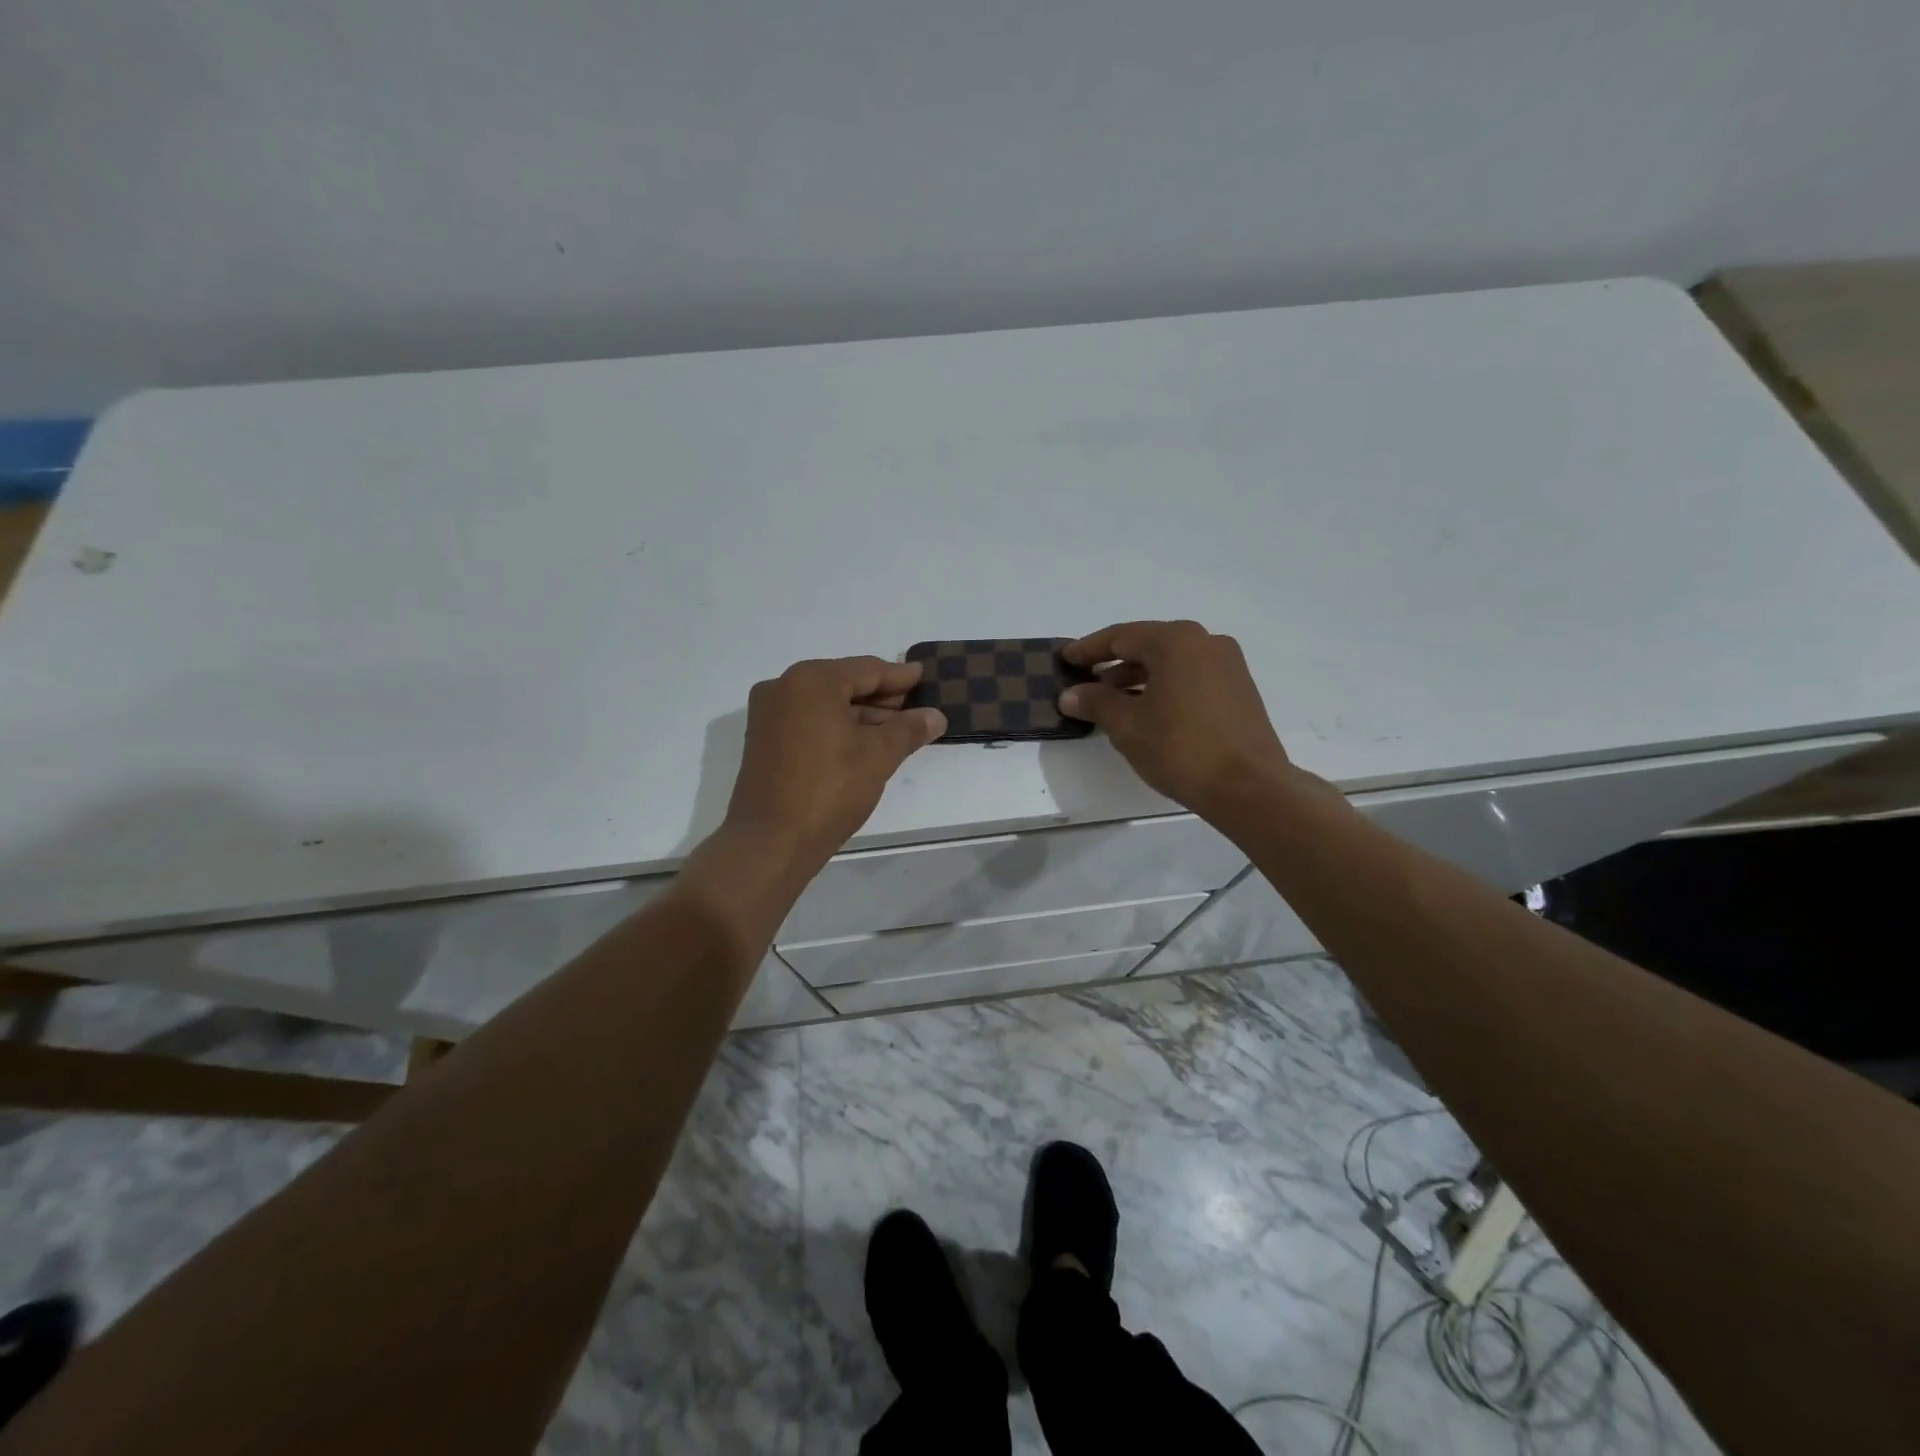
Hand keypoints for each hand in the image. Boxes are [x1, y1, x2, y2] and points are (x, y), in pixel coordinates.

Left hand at [724, 657, 945, 862]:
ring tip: (896, 728)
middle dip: (880, 696)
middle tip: (915, 706)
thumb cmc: (829, 789)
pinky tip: (863, 742)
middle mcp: (784, 687)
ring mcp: (769, 714)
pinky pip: (809, 720)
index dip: (899, 676)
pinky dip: (837, 726)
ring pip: (825, 703)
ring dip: (860, 714)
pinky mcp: (764, 740)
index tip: (923, 676)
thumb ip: (908, 729)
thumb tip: (935, 716)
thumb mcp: (878, 756)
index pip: (866, 669)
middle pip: (843, 682)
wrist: (771, 841)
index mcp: (811, 681)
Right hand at [1060, 620, 1294, 816]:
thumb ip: (1096, 702)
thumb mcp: (1127, 725)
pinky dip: (1164, 686)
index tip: (1066, 659)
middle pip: (1148, 644)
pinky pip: (1191, 676)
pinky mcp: (1239, 689)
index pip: (1121, 637)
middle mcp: (1205, 642)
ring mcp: (1227, 665)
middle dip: (1114, 662)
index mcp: (1176, 641)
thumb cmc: (1180, 748)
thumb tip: (1070, 694)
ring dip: (1139, 676)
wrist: (1248, 787)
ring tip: (1111, 700)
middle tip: (1085, 679)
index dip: (1089, 649)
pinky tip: (1147, 710)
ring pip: (1171, 662)